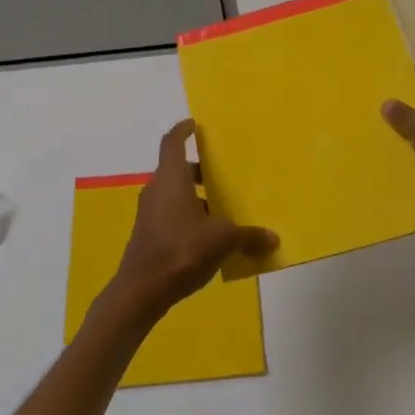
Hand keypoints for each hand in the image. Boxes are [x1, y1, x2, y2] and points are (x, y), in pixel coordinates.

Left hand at [104, 120, 277, 322]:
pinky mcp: (148, 236)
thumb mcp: (223, 240)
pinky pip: (171, 216)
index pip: (173, 143)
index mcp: (171, 178)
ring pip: (174, 195)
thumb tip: (272, 238)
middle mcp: (156, 190)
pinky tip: (209, 238)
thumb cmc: (182, 250)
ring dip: (195, 197)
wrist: (141, 290)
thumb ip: (248, 236)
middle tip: (221, 172)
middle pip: (176, 170)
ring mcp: (149, 214)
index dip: (183, 131)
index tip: (194, 124)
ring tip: (222, 208)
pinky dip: (189, 218)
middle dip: (198, 170)